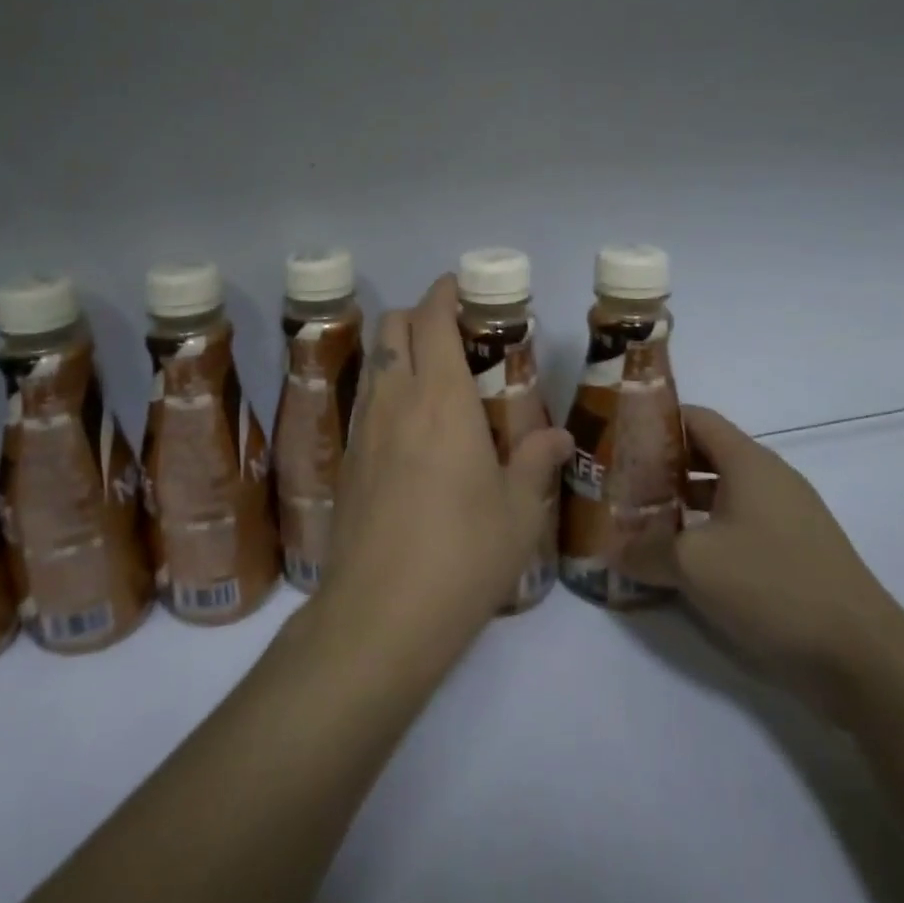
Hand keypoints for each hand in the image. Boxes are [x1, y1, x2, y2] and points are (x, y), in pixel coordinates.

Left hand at [317, 275, 572, 659]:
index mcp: (439, 398)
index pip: (431, 319)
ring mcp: (362, 429)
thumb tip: (558, 435)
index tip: (462, 287)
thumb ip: (535, 461)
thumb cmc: (462, 555)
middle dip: (419, 314)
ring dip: (398, 349)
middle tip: (454, 333)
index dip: (444, 293)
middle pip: (392, 327)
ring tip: (434, 376)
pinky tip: (411, 426)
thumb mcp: (517, 511)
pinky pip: (365, 400)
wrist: (379, 615)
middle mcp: (394, 400)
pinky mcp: (345, 460)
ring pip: (374, 361)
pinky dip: (386, 388)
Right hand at [618, 406, 903, 718]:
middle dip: (661, 466)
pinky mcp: (795, 553)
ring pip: (722, 494)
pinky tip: (680, 562)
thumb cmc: (772, 586)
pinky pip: (739, 527)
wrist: (863, 659)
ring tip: (640, 520)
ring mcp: (787, 518)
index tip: (618, 436)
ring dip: (682, 504)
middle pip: (706, 455)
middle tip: (620, 481)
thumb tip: (612, 550)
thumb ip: (644, 551)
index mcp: (749, 463)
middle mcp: (770, 480)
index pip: (696, 419)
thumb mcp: (693, 565)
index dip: (656, 420)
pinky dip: (707, 533)